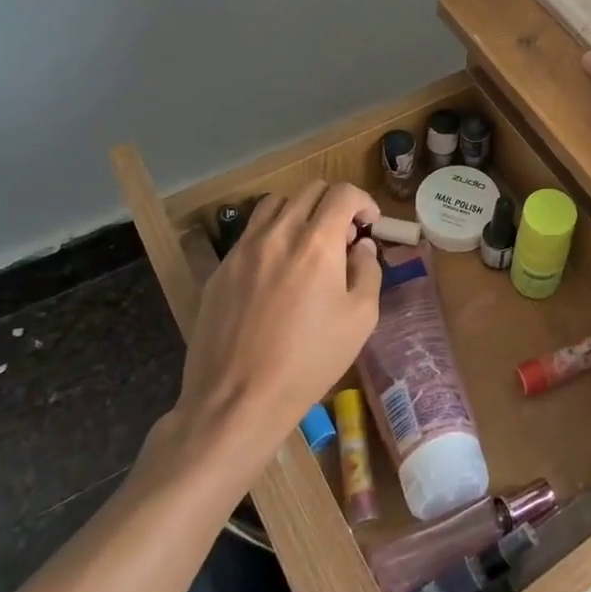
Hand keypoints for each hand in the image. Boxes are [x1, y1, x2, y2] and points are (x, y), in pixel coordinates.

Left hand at [163, 181, 381, 466]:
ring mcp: (243, 249)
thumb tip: (361, 246)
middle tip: (343, 236)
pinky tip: (277, 271)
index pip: (343, 193)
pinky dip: (272, 234)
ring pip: (275, 203)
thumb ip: (367, 272)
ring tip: (308, 244)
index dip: (363, 201)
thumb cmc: (308, 362)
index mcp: (317, 243)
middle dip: (334, 203)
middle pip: (310, 190)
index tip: (369, 223)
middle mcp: (278, 233)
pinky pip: (250, 233)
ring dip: (300, 211)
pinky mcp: (221, 268)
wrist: (237, 401)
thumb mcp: (360, 320)